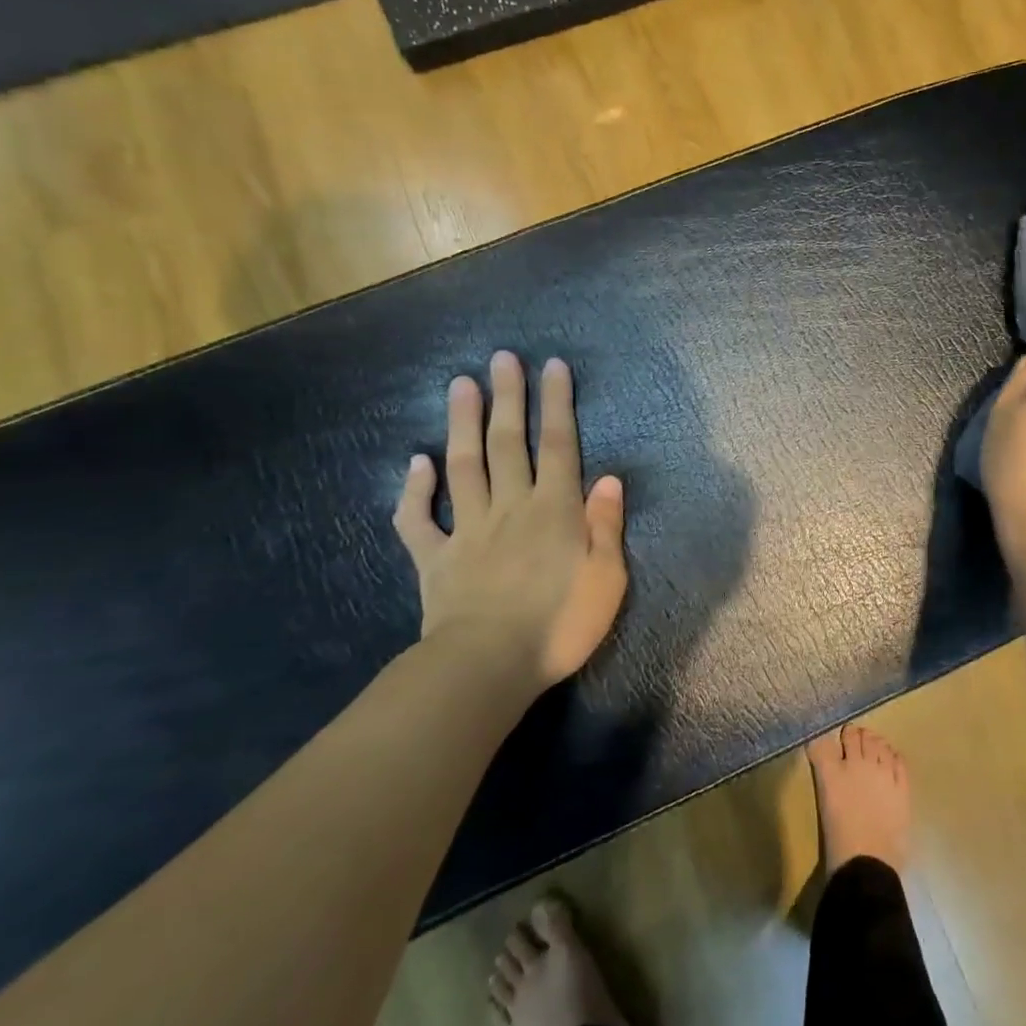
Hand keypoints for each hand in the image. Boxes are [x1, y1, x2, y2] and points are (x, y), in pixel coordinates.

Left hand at [393, 352, 627, 691]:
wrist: (488, 666)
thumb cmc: (559, 624)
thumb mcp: (606, 579)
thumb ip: (606, 525)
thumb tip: (611, 478)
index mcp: (554, 511)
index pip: (559, 446)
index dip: (557, 404)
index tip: (552, 366)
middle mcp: (510, 508)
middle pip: (508, 443)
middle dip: (508, 398)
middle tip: (502, 358)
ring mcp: (467, 530)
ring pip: (464, 466)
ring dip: (463, 424)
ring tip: (461, 385)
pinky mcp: (435, 559)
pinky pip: (419, 520)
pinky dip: (414, 490)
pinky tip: (416, 462)